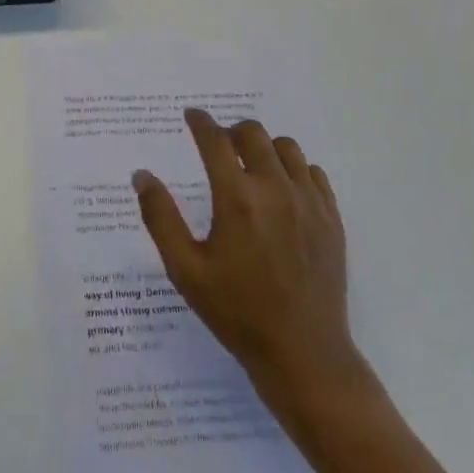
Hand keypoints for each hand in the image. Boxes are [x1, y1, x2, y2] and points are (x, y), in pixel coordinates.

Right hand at [135, 111, 369, 412]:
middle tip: (220, 147)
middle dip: (231, 132)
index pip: (215, 140)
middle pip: (253, 133)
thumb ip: (160, 218)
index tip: (192, 116)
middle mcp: (274, 189)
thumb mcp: (186, 270)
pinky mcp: (331, 219)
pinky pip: (313, 173)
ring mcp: (308, 202)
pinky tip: (284, 190)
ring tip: (252, 168)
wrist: (304, 356)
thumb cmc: (238, 313)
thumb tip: (141, 175)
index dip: (200, 122)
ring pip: (286, 147)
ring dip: (265, 148)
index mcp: (237, 198)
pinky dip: (295, 170)